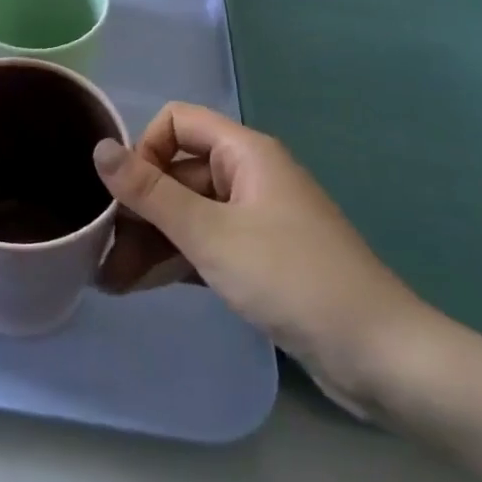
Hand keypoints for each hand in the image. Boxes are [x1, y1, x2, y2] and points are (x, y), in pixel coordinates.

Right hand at [94, 104, 436, 413]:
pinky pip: (205, 245)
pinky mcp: (259, 260)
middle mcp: (248, 177)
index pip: (178, 122)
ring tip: (109, 280)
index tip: (125, 194)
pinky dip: (174, 261)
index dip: (145, 149)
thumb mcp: (210, 234)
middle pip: (177, 173)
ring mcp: (255, 220)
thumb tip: (100, 148)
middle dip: (138, 209)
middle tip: (101, 250)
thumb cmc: (292, 279)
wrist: (381, 359)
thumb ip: (150, 192)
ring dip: (149, 241)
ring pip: (188, 214)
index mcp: (244, 153)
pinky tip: (138, 286)